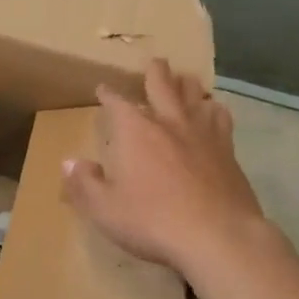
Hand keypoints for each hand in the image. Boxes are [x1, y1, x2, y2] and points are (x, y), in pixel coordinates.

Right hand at [63, 59, 274, 276]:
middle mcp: (168, 122)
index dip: (108, 94)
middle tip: (154, 62)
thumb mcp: (105, 209)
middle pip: (162, 84)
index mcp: (135, 131)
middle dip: (155, 72)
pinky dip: (213, 109)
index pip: (117, 102)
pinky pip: (220, 118)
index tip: (103, 90)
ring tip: (185, 80)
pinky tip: (213, 113)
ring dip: (187, 85)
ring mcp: (202, 133)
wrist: (217, 236)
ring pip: (195, 95)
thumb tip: (69, 163)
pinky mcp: (228, 150)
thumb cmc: (152, 221)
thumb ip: (84, 184)